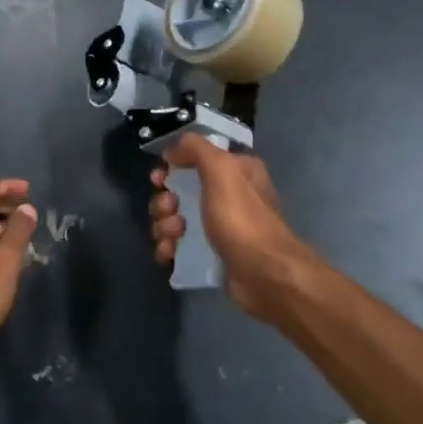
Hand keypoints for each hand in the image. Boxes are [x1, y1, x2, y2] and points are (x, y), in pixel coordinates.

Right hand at [148, 137, 317, 323]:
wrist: (263, 274)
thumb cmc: (242, 218)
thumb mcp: (221, 169)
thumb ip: (196, 149)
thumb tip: (173, 150)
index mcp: (235, 171)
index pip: (194, 159)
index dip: (171, 167)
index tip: (158, 180)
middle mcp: (228, 195)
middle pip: (180, 190)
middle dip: (164, 201)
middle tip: (169, 210)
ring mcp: (219, 226)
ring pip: (176, 218)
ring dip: (164, 225)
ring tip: (172, 236)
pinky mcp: (212, 253)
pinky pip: (180, 244)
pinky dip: (169, 247)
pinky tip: (168, 253)